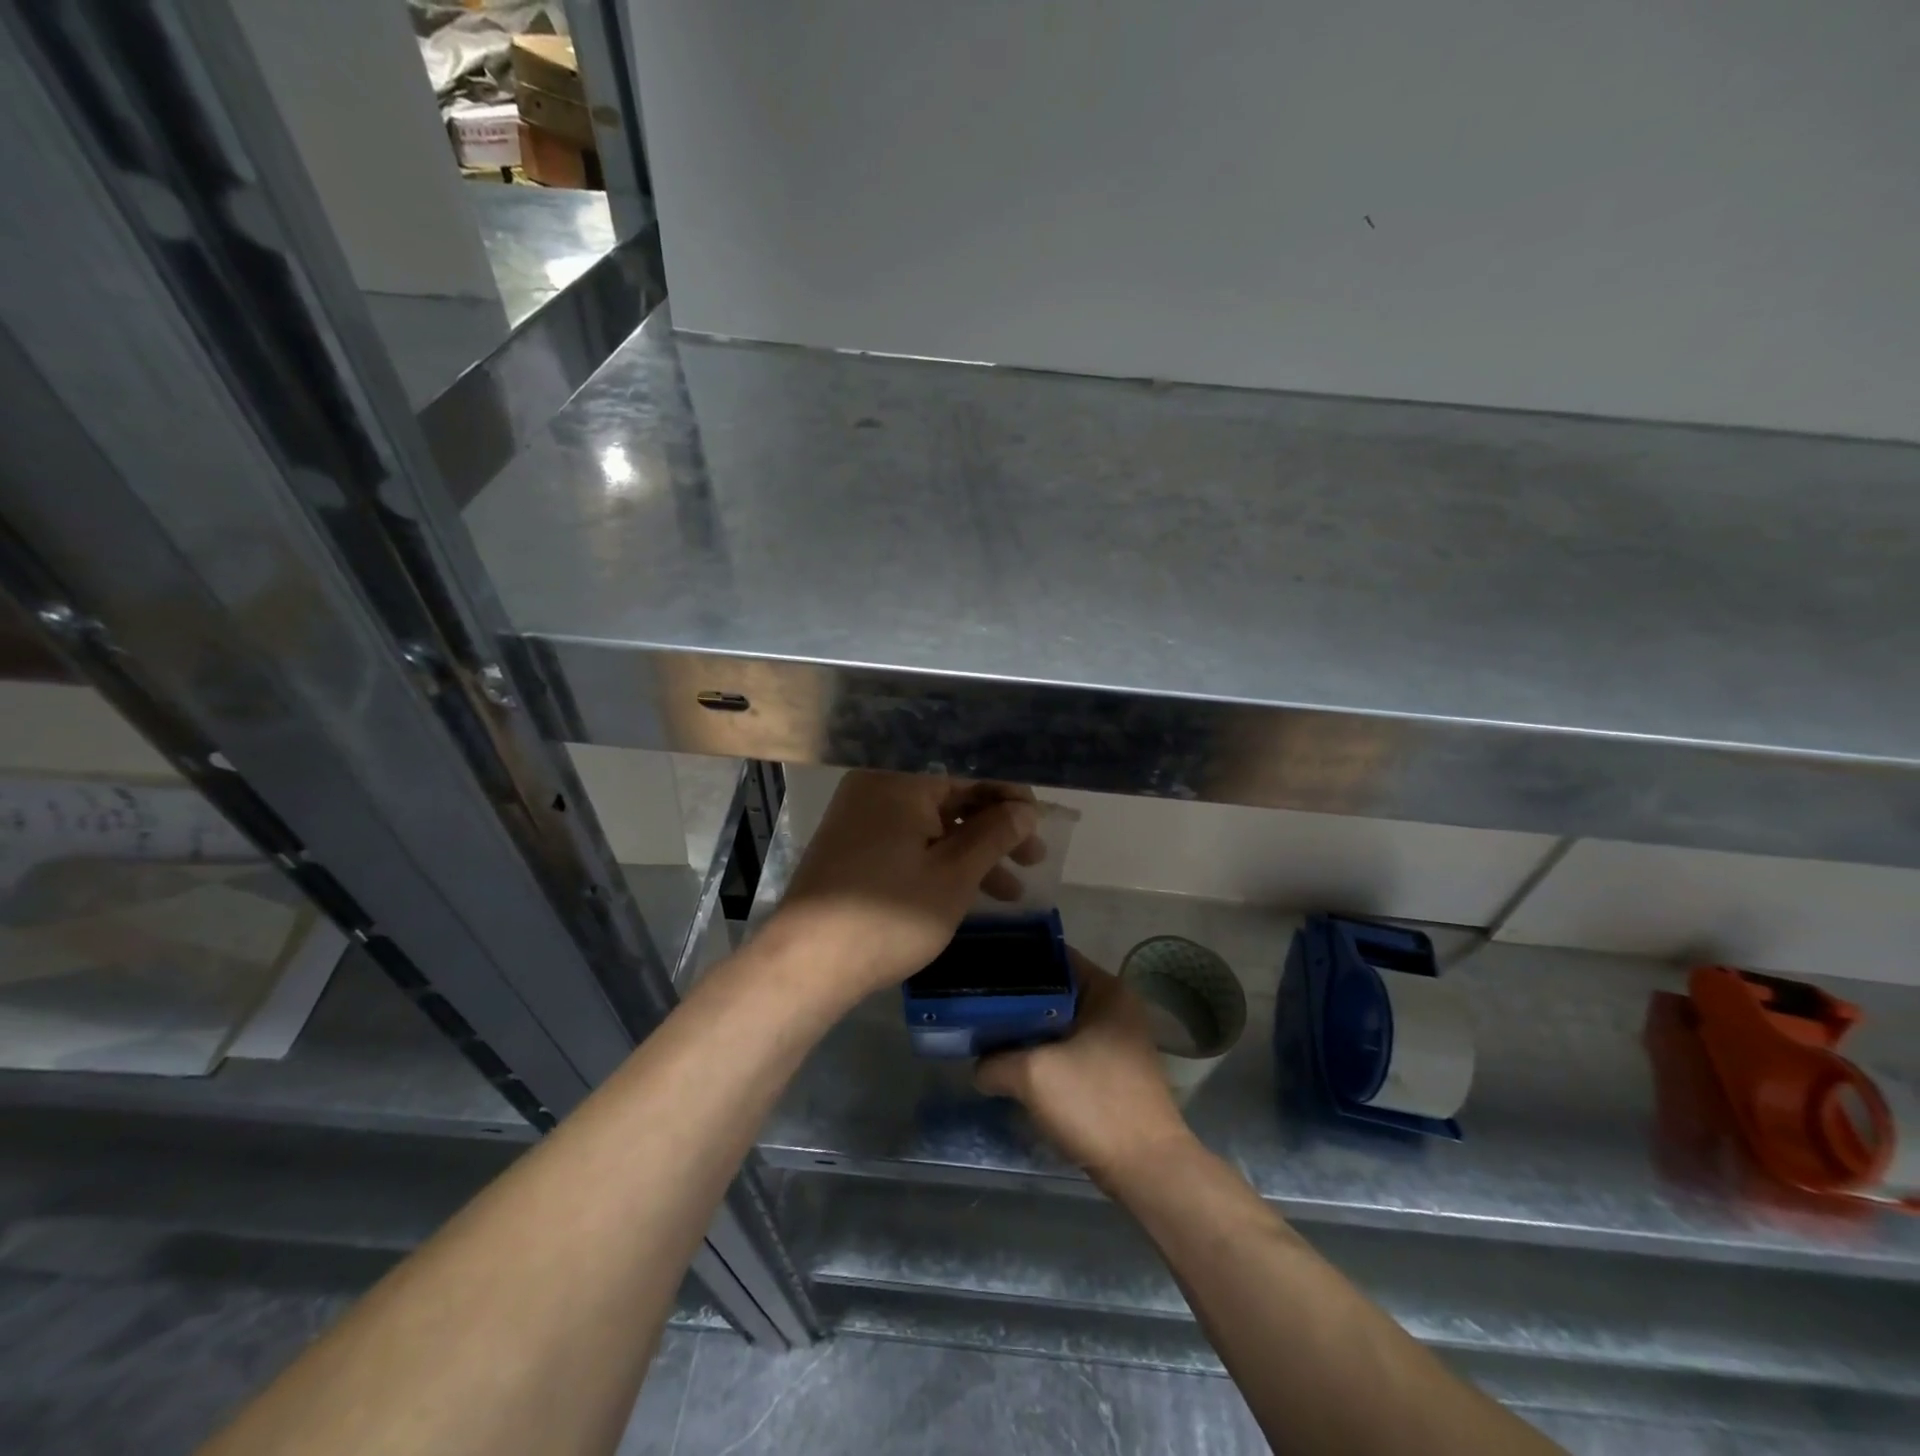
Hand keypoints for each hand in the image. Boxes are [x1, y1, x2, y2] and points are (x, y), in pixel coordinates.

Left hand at [772, 770, 1042, 999]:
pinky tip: (970, 891)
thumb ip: (994, 835)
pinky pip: (910, 838)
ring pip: (932, 822)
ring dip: (973, 850)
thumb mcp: (954, 875)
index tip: (1038, 821)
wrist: (806, 963)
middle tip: (1033, 857)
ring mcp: (862, 816)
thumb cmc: (889, 916)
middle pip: (951, 794)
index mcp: (901, 779)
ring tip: (1012, 889)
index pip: (969, 768)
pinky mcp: (854, 845)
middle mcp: (878, 785)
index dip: (1010, 793)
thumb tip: (1024, 811)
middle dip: (995, 826)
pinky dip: (941, 859)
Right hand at [976, 953, 1195, 1185]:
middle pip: (1056, 991)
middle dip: (1018, 1001)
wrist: (1147, 1169)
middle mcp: (1116, 1007)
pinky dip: (1046, 1053)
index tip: (982, 972)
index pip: (1053, 957)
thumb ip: (995, 1062)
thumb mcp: (1032, 1075)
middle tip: (979, 1006)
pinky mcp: (1114, 1071)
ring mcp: (1118, 1040)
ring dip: (1030, 1031)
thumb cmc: (1094, 1104)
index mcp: (1107, 990)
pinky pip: (1071, 1049)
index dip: (1016, 962)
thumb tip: (979, 1068)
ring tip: (990, 1034)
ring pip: (1062, 1023)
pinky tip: (1017, 1065)